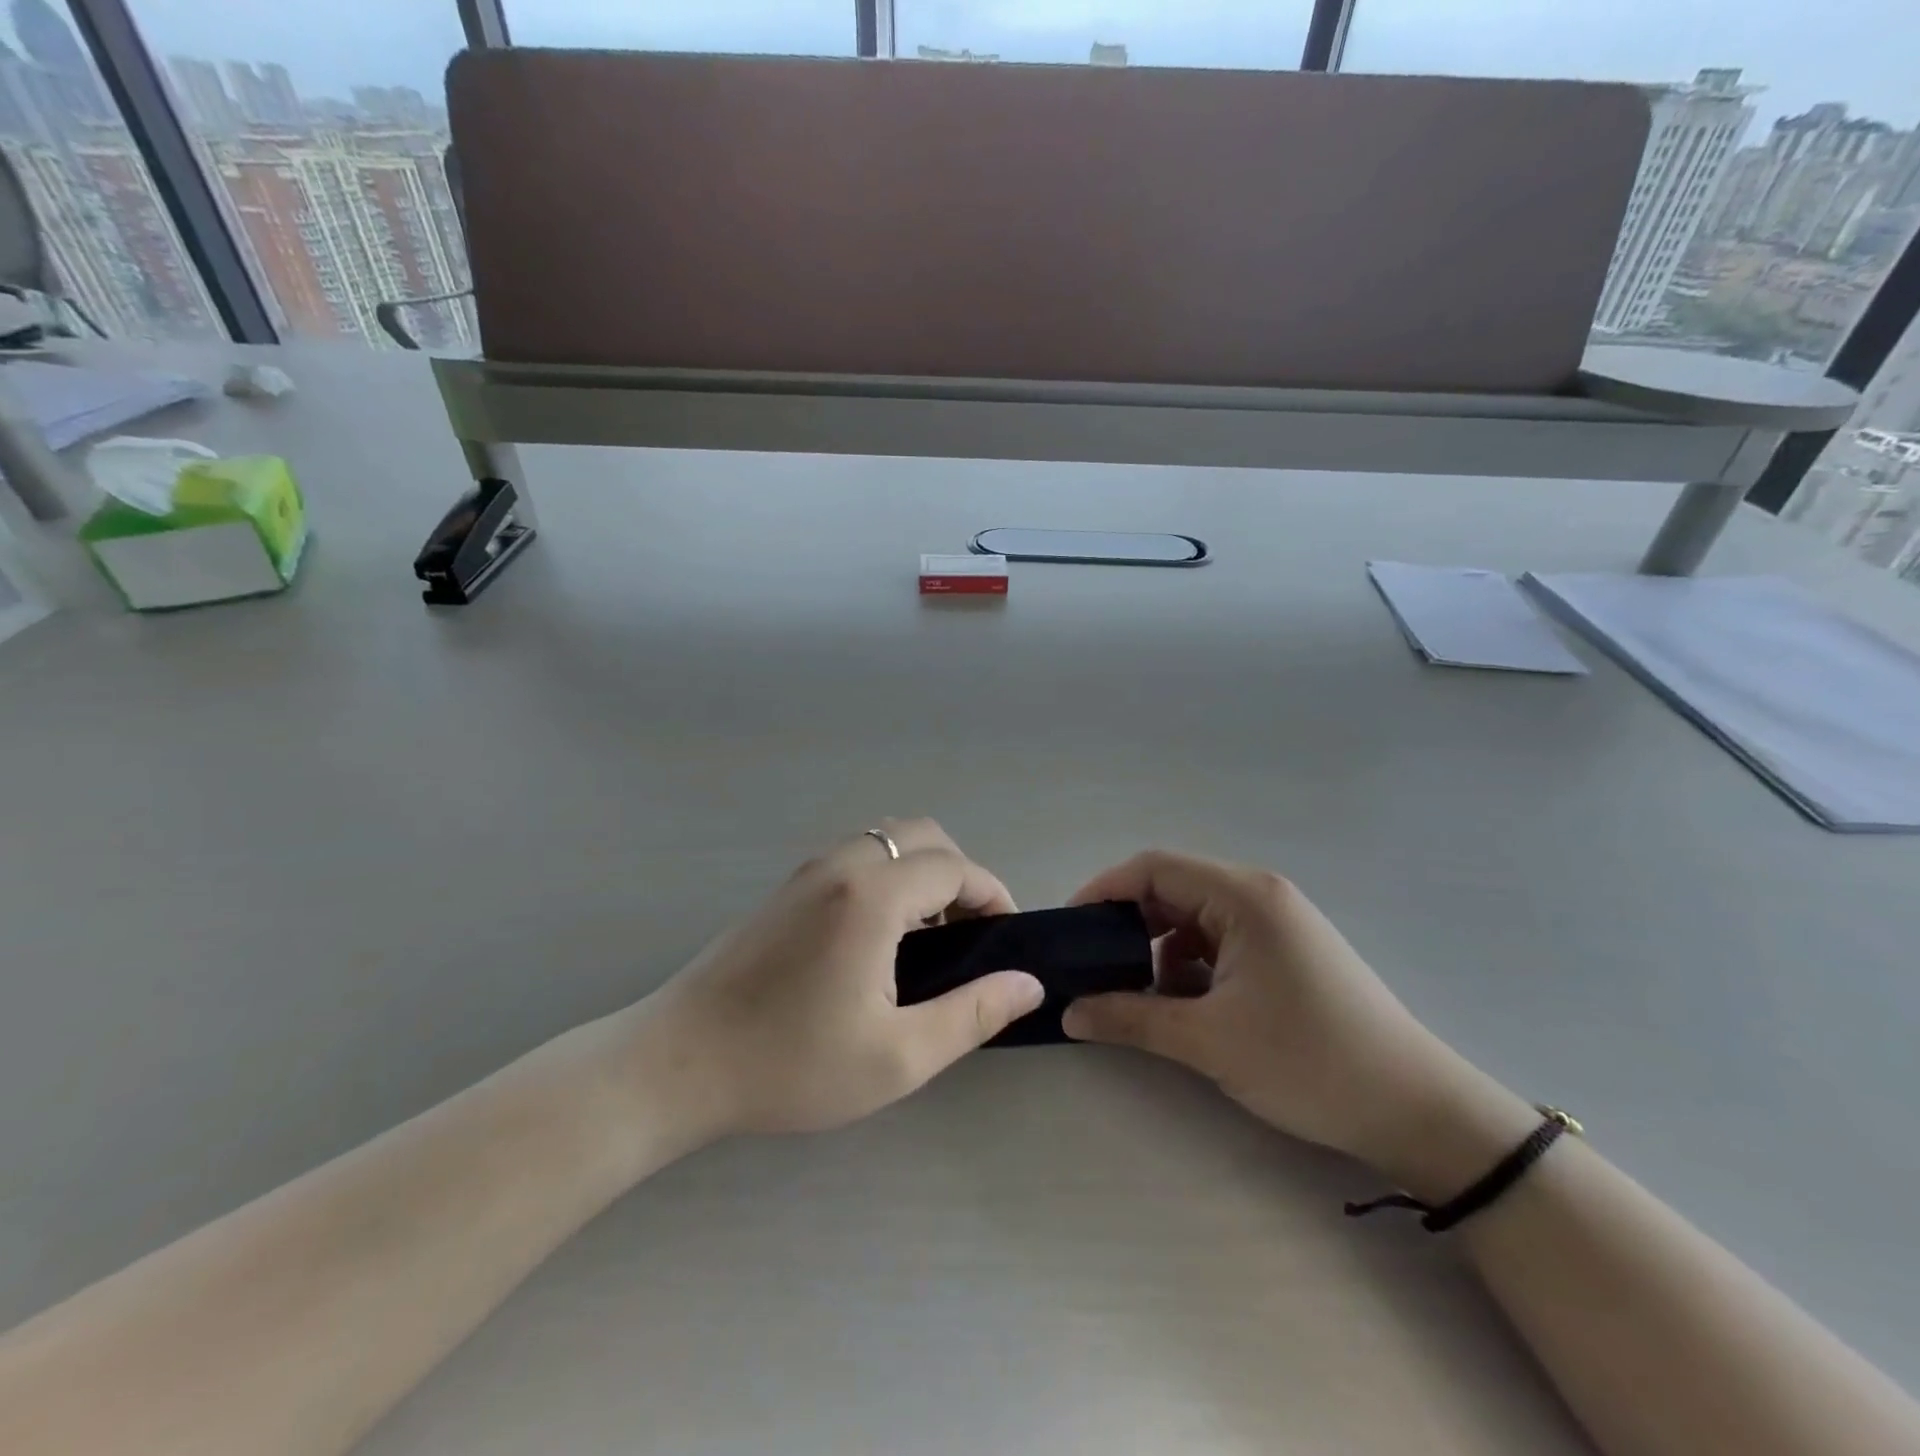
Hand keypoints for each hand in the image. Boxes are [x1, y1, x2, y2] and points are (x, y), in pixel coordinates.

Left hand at [633, 820, 1043, 1141]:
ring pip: (887, 839)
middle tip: (970, 935)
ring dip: (922, 871)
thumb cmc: (790, 1065)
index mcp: (871, 897)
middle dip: (960, 875)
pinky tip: (881, 936)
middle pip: (923, 836)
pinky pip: (857, 856)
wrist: (677, 1063)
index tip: (1006, 938)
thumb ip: (973, 1014)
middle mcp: (842, 865)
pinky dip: (889, 875)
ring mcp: (808, 871)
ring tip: (929, 938)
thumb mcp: (897, 1057)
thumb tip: (1027, 983)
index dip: (993, 895)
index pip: (955, 868)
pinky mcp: (787, 887)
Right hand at [1061, 851, 1533, 1191]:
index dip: (1104, 891)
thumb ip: (1130, 1019)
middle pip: (1172, 888)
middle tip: (1094, 965)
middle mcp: (1259, 895)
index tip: (1070, 929)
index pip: (1153, 868)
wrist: (1418, 1111)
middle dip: (1128, 925)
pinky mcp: (1285, 951)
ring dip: (1159, 949)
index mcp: (1243, 896)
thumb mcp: (1209, 1041)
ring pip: (1193, 918)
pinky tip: (1183, 1006)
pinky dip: (1189, 966)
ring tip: (1137, 994)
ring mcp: (1276, 922)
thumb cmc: (1310, 1061)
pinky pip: (1219, 941)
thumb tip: (1068, 1012)